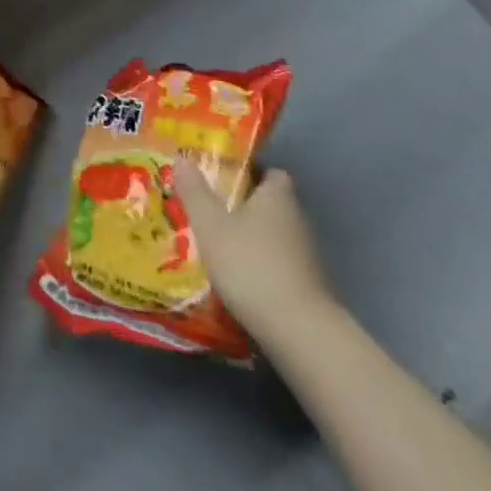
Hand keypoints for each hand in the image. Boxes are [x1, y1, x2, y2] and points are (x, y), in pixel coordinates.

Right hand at [172, 156, 337, 344]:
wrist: (299, 332)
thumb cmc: (250, 265)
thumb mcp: (210, 225)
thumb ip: (195, 192)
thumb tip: (182, 157)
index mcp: (277, 196)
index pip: (269, 171)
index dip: (248, 171)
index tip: (223, 177)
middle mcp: (297, 219)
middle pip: (270, 203)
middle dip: (244, 206)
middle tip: (211, 209)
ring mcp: (306, 256)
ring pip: (273, 236)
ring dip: (252, 239)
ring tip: (219, 245)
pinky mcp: (308, 287)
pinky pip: (279, 264)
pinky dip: (261, 267)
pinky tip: (239, 279)